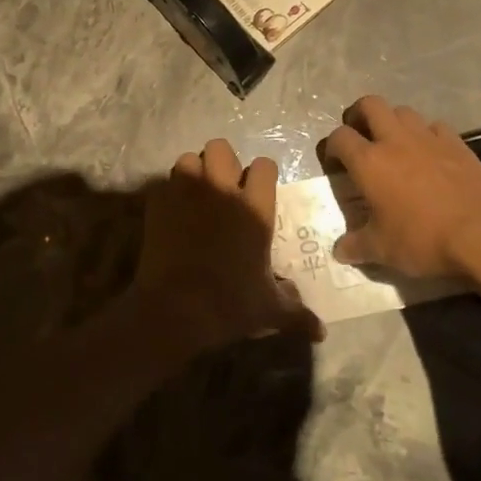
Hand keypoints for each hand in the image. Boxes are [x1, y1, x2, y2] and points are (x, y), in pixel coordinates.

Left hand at [136, 139, 322, 353]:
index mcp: (255, 208)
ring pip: (189, 158)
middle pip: (221, 148)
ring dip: (193, 172)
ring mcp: (187, 192)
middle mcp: (222, 190)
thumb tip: (322, 331)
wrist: (174, 309)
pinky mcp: (159, 203)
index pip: (265, 165)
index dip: (262, 176)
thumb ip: (297, 313)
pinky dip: (169, 192)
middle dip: (223, 163)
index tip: (259, 191)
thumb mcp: (270, 311)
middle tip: (224, 189)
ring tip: (195, 194)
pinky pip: (164, 182)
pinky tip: (172, 212)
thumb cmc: (229, 305)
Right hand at [323, 96, 480, 279]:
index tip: (335, 162)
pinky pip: (435, 126)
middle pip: (370, 104)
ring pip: (403, 111)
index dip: (332, 146)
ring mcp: (428, 137)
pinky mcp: (456, 142)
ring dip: (393, 122)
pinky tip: (430, 153)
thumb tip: (340, 251)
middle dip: (359, 114)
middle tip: (361, 135)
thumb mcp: (382, 250)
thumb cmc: (423, 239)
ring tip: (395, 143)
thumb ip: (356, 246)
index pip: (340, 137)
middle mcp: (395, 140)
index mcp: (369, 162)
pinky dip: (427, 134)